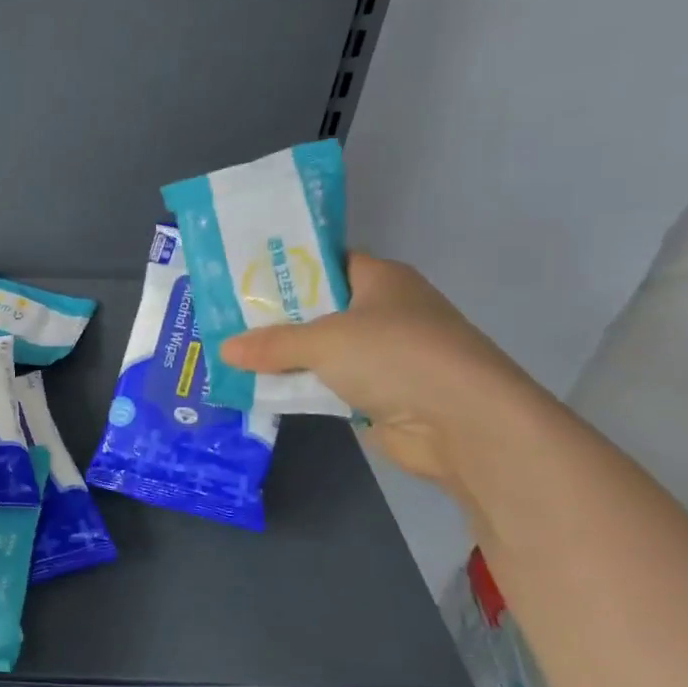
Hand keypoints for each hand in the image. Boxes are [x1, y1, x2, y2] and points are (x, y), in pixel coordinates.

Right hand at [218, 253, 543, 490]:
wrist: (464, 424)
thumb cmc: (396, 357)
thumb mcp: (324, 341)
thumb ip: (272, 344)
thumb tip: (223, 348)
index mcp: (381, 279)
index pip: (327, 262)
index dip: (287, 268)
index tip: (242, 277)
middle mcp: (385, 311)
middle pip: (320, 308)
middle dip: (276, 317)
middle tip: (226, 318)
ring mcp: (385, 355)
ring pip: (322, 350)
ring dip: (286, 357)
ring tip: (233, 354)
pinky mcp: (381, 394)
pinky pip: (329, 384)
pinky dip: (302, 387)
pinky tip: (262, 388)